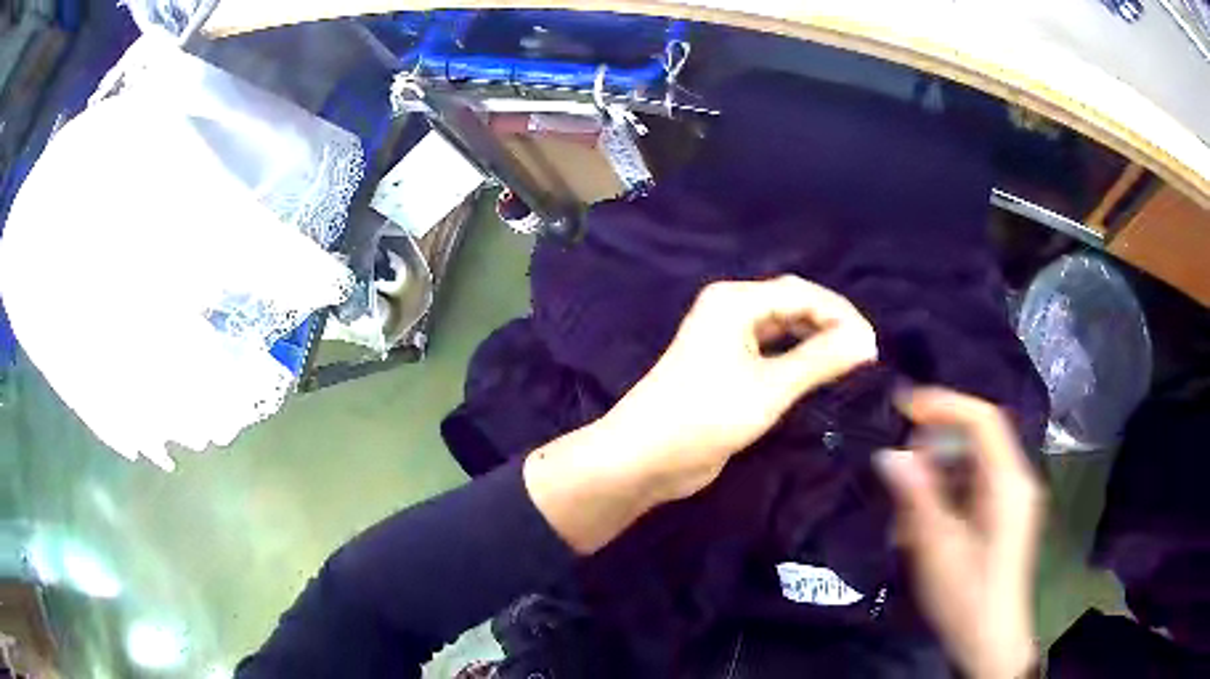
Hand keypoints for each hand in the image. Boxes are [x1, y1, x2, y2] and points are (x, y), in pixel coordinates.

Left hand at [525, 276, 875, 553]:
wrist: (647, 457)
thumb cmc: (707, 414)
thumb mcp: (770, 387)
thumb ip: (820, 360)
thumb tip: (866, 341)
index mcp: (735, 301)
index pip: (801, 293)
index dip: (841, 314)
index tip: (872, 345)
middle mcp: (730, 312)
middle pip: (792, 306)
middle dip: (829, 325)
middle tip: (863, 355)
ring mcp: (726, 340)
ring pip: (783, 330)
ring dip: (815, 342)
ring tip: (848, 364)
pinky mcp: (726, 369)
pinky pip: (771, 353)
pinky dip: (797, 360)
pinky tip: (818, 376)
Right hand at [875, 388, 1043, 678]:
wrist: (990, 641)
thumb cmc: (967, 596)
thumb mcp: (938, 548)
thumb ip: (918, 497)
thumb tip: (890, 455)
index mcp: (1008, 482)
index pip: (982, 419)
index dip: (943, 404)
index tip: (902, 406)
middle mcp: (1016, 481)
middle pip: (976, 440)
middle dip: (934, 448)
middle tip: (898, 472)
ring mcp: (1011, 499)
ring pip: (971, 466)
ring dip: (936, 477)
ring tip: (904, 510)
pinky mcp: (1003, 517)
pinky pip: (973, 489)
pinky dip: (945, 497)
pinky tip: (920, 526)